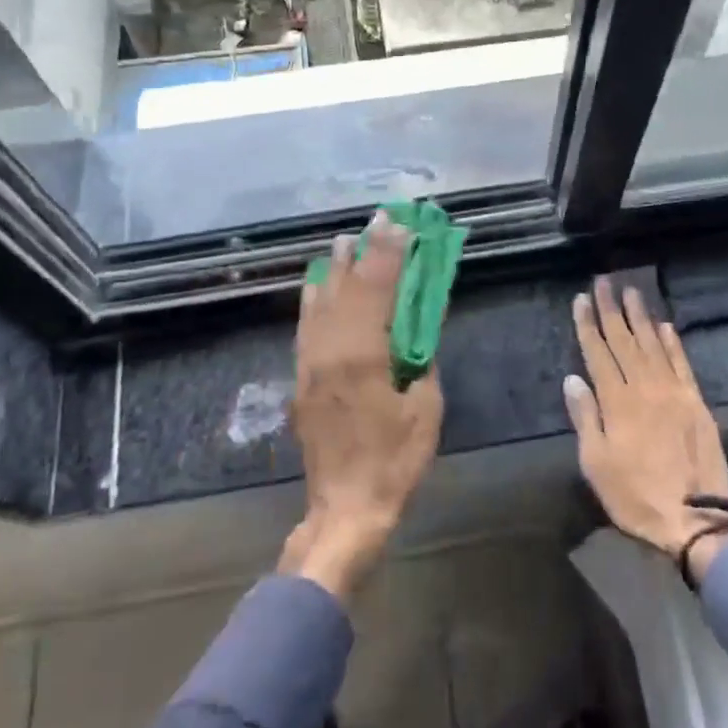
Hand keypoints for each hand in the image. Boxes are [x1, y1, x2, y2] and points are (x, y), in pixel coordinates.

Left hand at [282, 211, 443, 603]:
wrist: (345, 507)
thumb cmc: (394, 461)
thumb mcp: (425, 409)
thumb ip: (420, 362)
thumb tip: (414, 333)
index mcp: (363, 355)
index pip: (377, 289)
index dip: (390, 253)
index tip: (400, 224)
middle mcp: (330, 350)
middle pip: (347, 287)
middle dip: (365, 250)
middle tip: (378, 220)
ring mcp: (310, 363)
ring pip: (320, 302)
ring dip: (335, 268)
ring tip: (345, 240)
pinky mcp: (301, 379)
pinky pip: (306, 325)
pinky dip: (313, 298)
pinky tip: (317, 284)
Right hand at [564, 278, 727, 582]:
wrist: (695, 519)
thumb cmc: (635, 496)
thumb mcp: (596, 464)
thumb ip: (585, 417)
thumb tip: (573, 379)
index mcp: (617, 402)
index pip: (598, 352)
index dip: (588, 324)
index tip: (581, 299)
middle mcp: (645, 388)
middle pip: (624, 340)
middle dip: (611, 310)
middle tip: (604, 281)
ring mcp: (674, 393)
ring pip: (653, 345)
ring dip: (641, 317)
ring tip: (631, 291)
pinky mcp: (697, 403)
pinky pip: (682, 364)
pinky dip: (672, 343)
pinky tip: (665, 326)